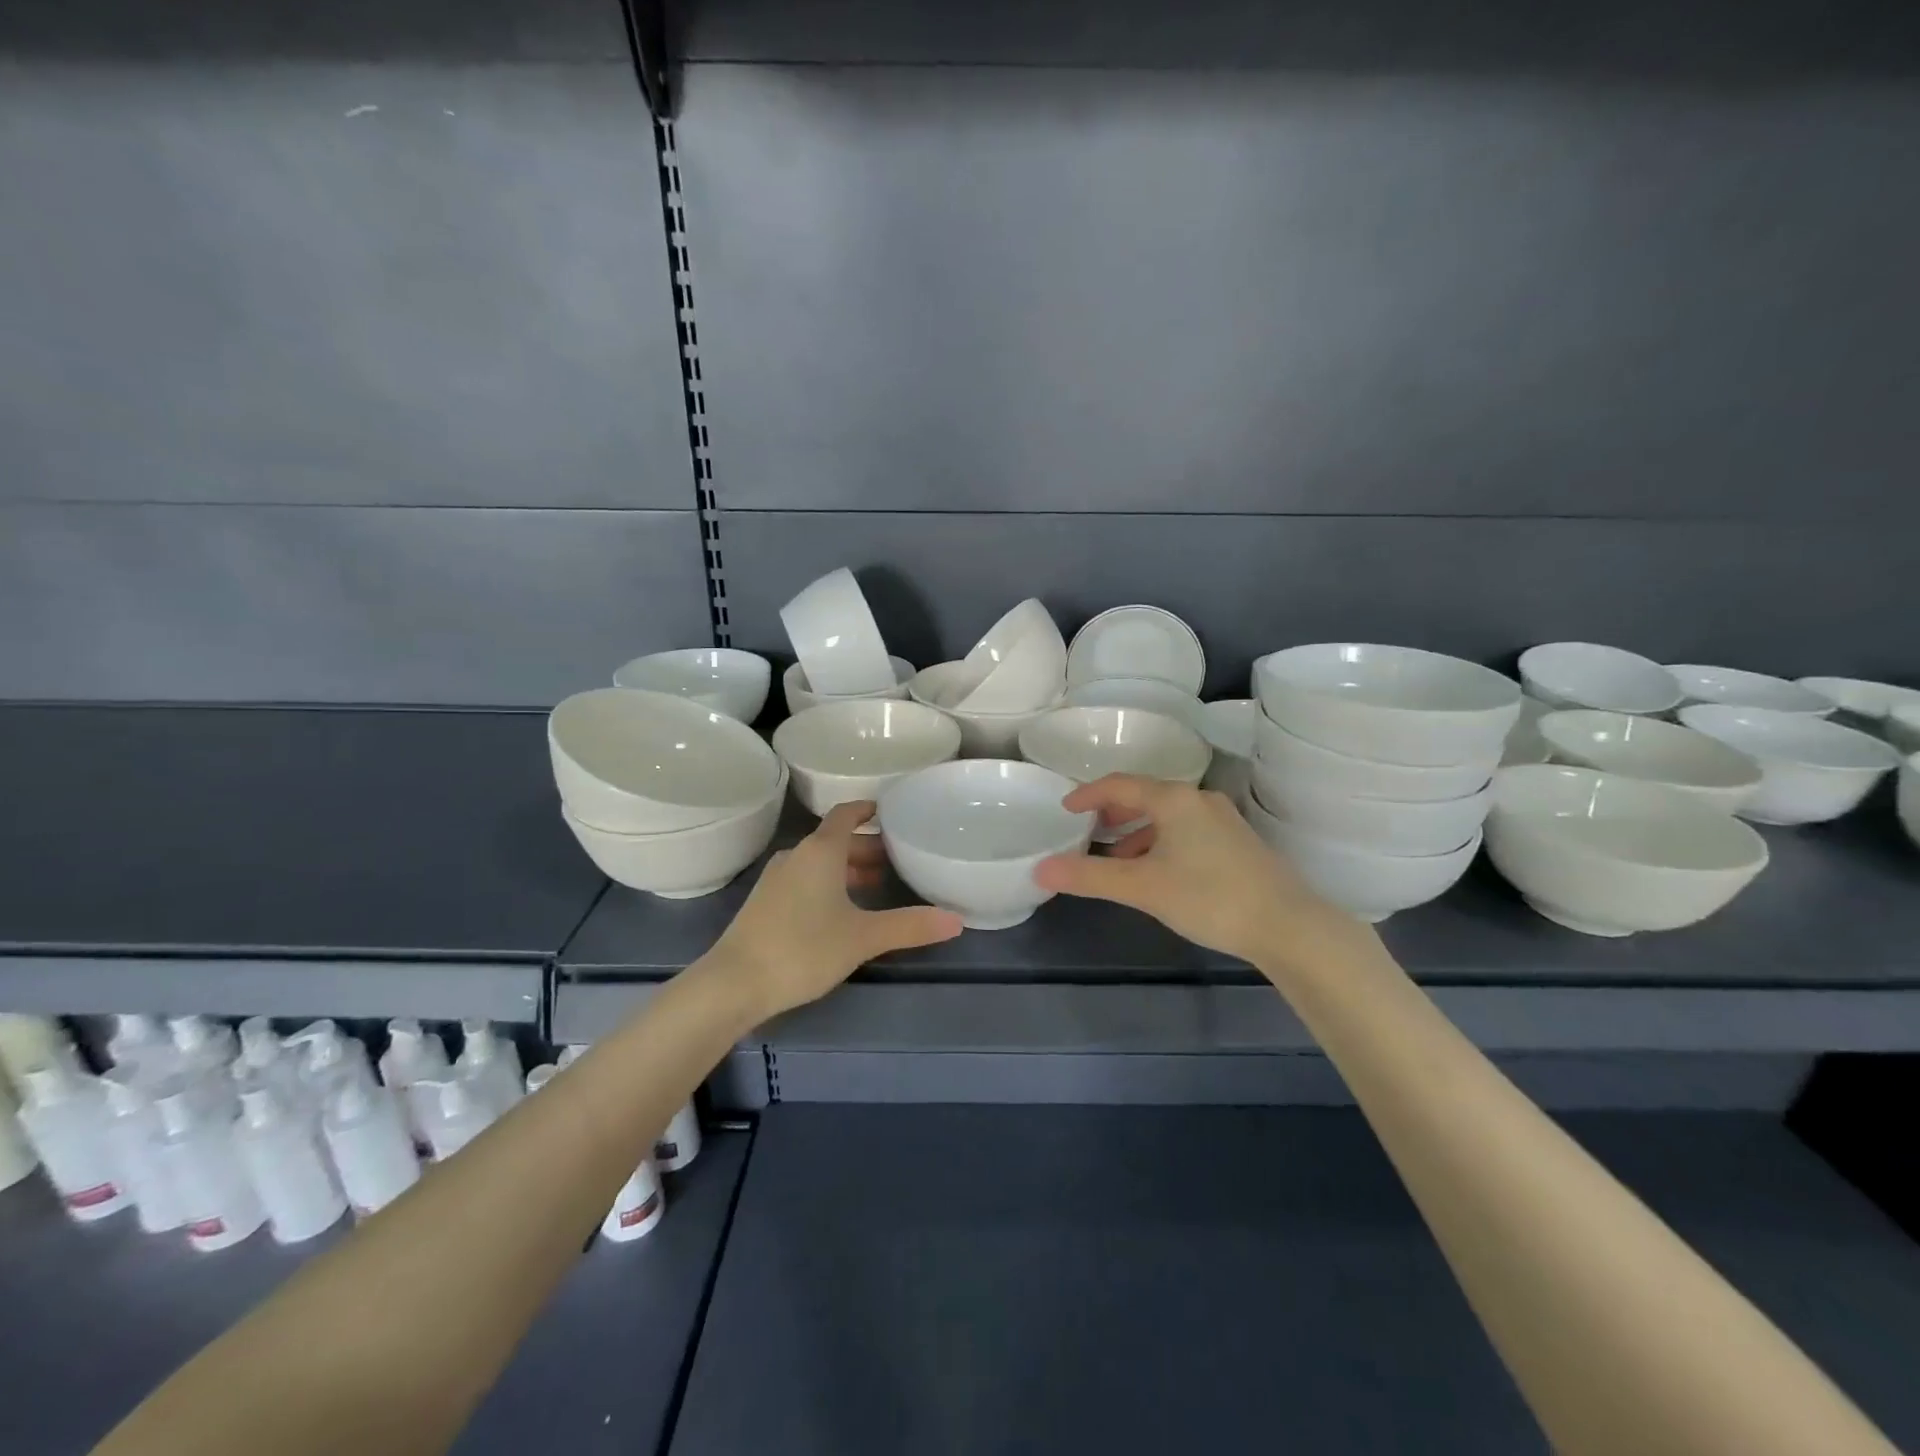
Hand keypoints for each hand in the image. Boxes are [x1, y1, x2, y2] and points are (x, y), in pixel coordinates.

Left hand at [712, 801, 962, 1018]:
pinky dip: (828, 884)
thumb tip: (957, 920)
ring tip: (877, 886)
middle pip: (836, 840)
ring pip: (820, 863)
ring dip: (847, 869)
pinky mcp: (766, 903)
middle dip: (866, 847)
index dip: (868, 810)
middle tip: (898, 859)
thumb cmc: (803, 949)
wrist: (733, 984)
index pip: (846, 814)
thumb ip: (910, 926)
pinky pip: (805, 880)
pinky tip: (842, 912)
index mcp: (820, 851)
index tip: (892, 812)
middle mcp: (797, 856)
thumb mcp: (863, 937)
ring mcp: (777, 880)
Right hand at [1033, 775, 1361, 966]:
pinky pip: (1186, 832)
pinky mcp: (1238, 844)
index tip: (1065, 808)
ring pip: (1168, 817)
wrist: (1289, 927)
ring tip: (1117, 858)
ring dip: (1137, 832)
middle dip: (1113, 811)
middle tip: (1088, 830)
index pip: (1120, 784)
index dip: (1089, 794)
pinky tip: (1157, 874)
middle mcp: (1199, 800)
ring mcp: (1223, 821)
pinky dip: (1161, 844)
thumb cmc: (1209, 897)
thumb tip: (1040, 870)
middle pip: (1146, 796)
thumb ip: (1089, 877)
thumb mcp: (1142, 887)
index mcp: (1175, 800)